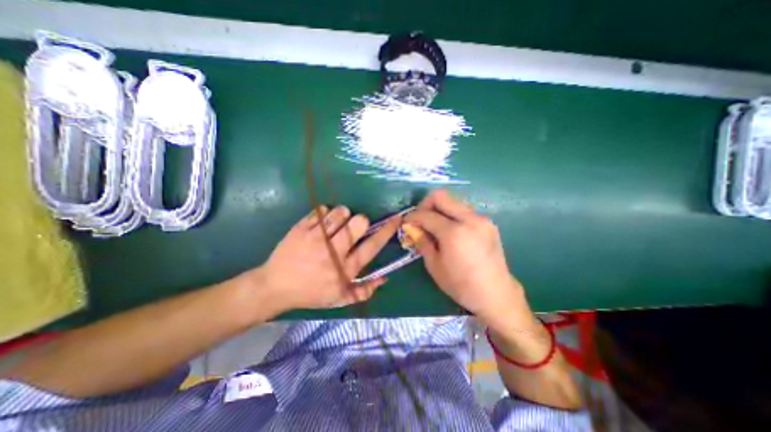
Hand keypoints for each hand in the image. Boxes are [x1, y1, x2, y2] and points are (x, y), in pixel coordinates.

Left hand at [253, 205, 400, 309]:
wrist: (275, 287)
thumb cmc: (311, 293)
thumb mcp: (340, 298)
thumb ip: (365, 290)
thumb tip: (385, 278)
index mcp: (345, 269)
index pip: (372, 246)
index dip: (387, 231)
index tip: (396, 219)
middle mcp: (333, 252)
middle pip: (358, 223)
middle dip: (361, 221)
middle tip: (354, 227)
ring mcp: (316, 238)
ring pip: (340, 213)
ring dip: (343, 215)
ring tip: (336, 224)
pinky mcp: (301, 228)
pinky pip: (321, 210)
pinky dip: (325, 214)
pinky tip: (321, 224)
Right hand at [405, 191, 526, 324]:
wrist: (496, 294)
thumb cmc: (461, 284)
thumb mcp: (434, 265)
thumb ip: (422, 241)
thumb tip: (410, 227)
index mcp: (454, 232)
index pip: (426, 214)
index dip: (412, 216)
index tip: (406, 223)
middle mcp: (470, 219)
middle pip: (441, 196)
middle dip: (426, 205)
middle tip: (420, 220)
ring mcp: (481, 219)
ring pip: (454, 202)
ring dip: (440, 210)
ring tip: (435, 227)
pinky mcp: (488, 223)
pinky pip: (464, 211)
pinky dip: (452, 215)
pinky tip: (451, 231)